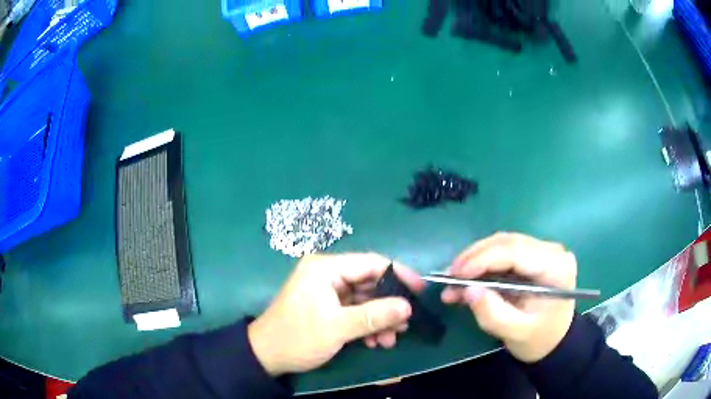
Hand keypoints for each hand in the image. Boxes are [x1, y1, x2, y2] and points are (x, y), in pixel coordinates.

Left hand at [248, 253, 424, 375]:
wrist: (267, 356)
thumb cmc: (298, 337)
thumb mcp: (337, 327)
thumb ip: (374, 316)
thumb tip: (408, 307)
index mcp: (325, 268)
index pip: (370, 263)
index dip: (398, 275)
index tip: (420, 290)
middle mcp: (328, 274)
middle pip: (369, 283)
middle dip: (389, 305)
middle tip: (405, 324)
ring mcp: (328, 291)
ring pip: (365, 300)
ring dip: (380, 319)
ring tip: (391, 339)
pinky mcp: (328, 306)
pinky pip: (355, 311)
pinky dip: (367, 325)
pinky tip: (376, 342)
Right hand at [442, 233, 576, 362]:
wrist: (553, 341)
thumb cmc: (538, 339)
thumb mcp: (515, 332)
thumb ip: (492, 313)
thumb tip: (467, 290)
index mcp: (555, 267)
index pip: (516, 250)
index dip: (483, 259)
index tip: (455, 274)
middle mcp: (551, 251)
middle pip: (507, 242)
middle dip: (474, 257)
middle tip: (448, 276)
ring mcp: (542, 251)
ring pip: (501, 244)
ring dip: (475, 260)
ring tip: (453, 281)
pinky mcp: (532, 255)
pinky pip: (503, 253)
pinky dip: (481, 265)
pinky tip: (465, 280)